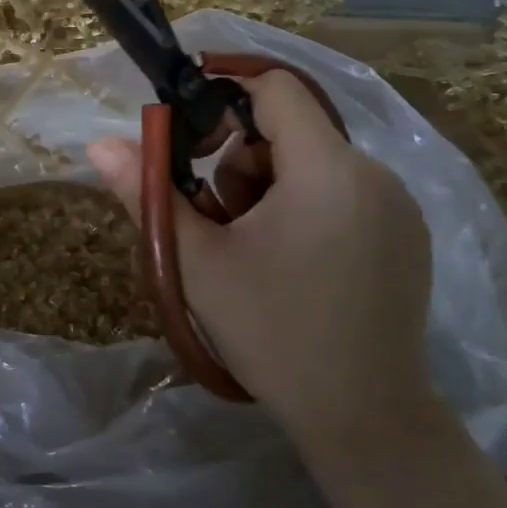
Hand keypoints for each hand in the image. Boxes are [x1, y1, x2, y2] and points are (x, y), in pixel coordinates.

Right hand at [87, 69, 436, 460]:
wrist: (364, 419)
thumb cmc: (273, 333)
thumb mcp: (197, 262)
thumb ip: (147, 193)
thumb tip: (99, 144)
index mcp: (327, 170)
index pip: (275, 88)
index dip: (224, 98)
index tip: (191, 143)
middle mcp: (375, 174)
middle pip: (290, 129)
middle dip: (240, 162)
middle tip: (220, 221)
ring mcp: (399, 206)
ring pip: (313, 162)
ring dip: (270, 188)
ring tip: (253, 250)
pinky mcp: (407, 234)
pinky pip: (343, 191)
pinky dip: (306, 207)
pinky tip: (294, 263)